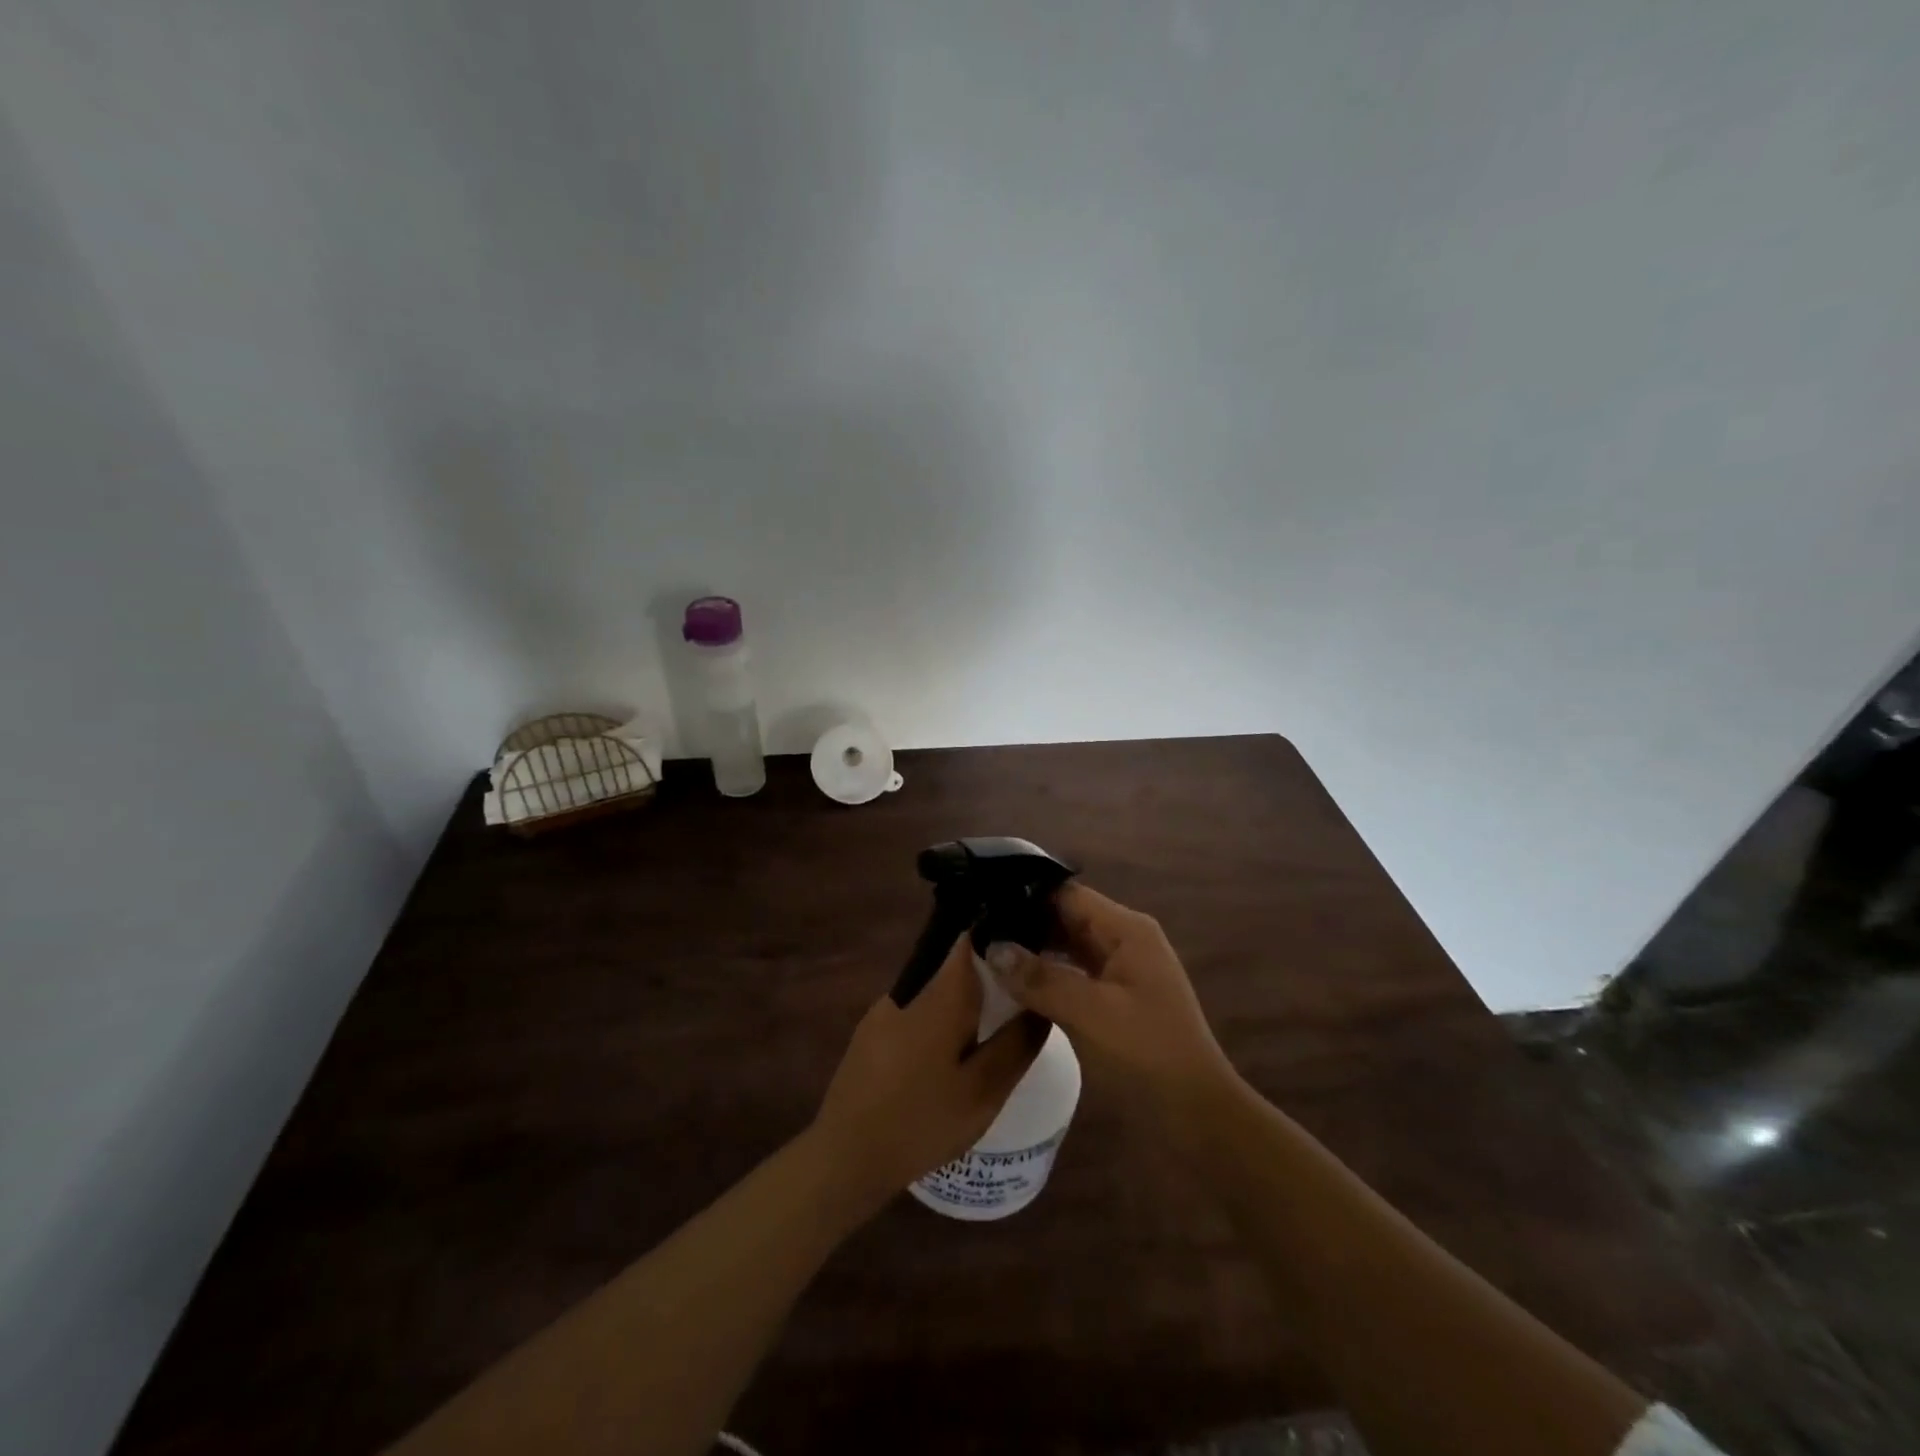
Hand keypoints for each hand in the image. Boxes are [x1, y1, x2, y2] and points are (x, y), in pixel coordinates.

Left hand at [810, 932, 1044, 1210]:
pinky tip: (951, 1053)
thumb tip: (1043, 1004)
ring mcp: (885, 1009)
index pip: (971, 937)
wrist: (846, 1157)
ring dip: (964, 1001)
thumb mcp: (984, 1090)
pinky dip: (940, 1019)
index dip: (1000, 933)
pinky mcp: (871, 1032)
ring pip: (936, 989)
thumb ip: (1017, 1043)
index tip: (1029, 946)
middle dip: (989, 974)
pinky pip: (917, 1010)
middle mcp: (909, 988)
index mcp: (940, 994)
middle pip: (955, 963)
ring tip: (993, 1028)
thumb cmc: (921, 1121)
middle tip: (1021, 998)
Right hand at [984, 882, 1232, 1105]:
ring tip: (983, 951)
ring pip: (1067, 947)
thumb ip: (1040, 978)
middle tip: (974, 928)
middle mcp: (1124, 940)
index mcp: (1126, 930)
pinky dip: (1045, 976)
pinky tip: (1012, 984)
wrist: (1196, 1114)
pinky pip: (1073, 974)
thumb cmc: (1147, 1053)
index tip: (982, 901)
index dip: (1025, 895)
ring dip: (1032, 950)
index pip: (1067, 894)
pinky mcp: (1114, 999)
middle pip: (1066, 917)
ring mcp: (1120, 970)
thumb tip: (991, 947)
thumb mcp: (1090, 1013)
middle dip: (1024, 922)